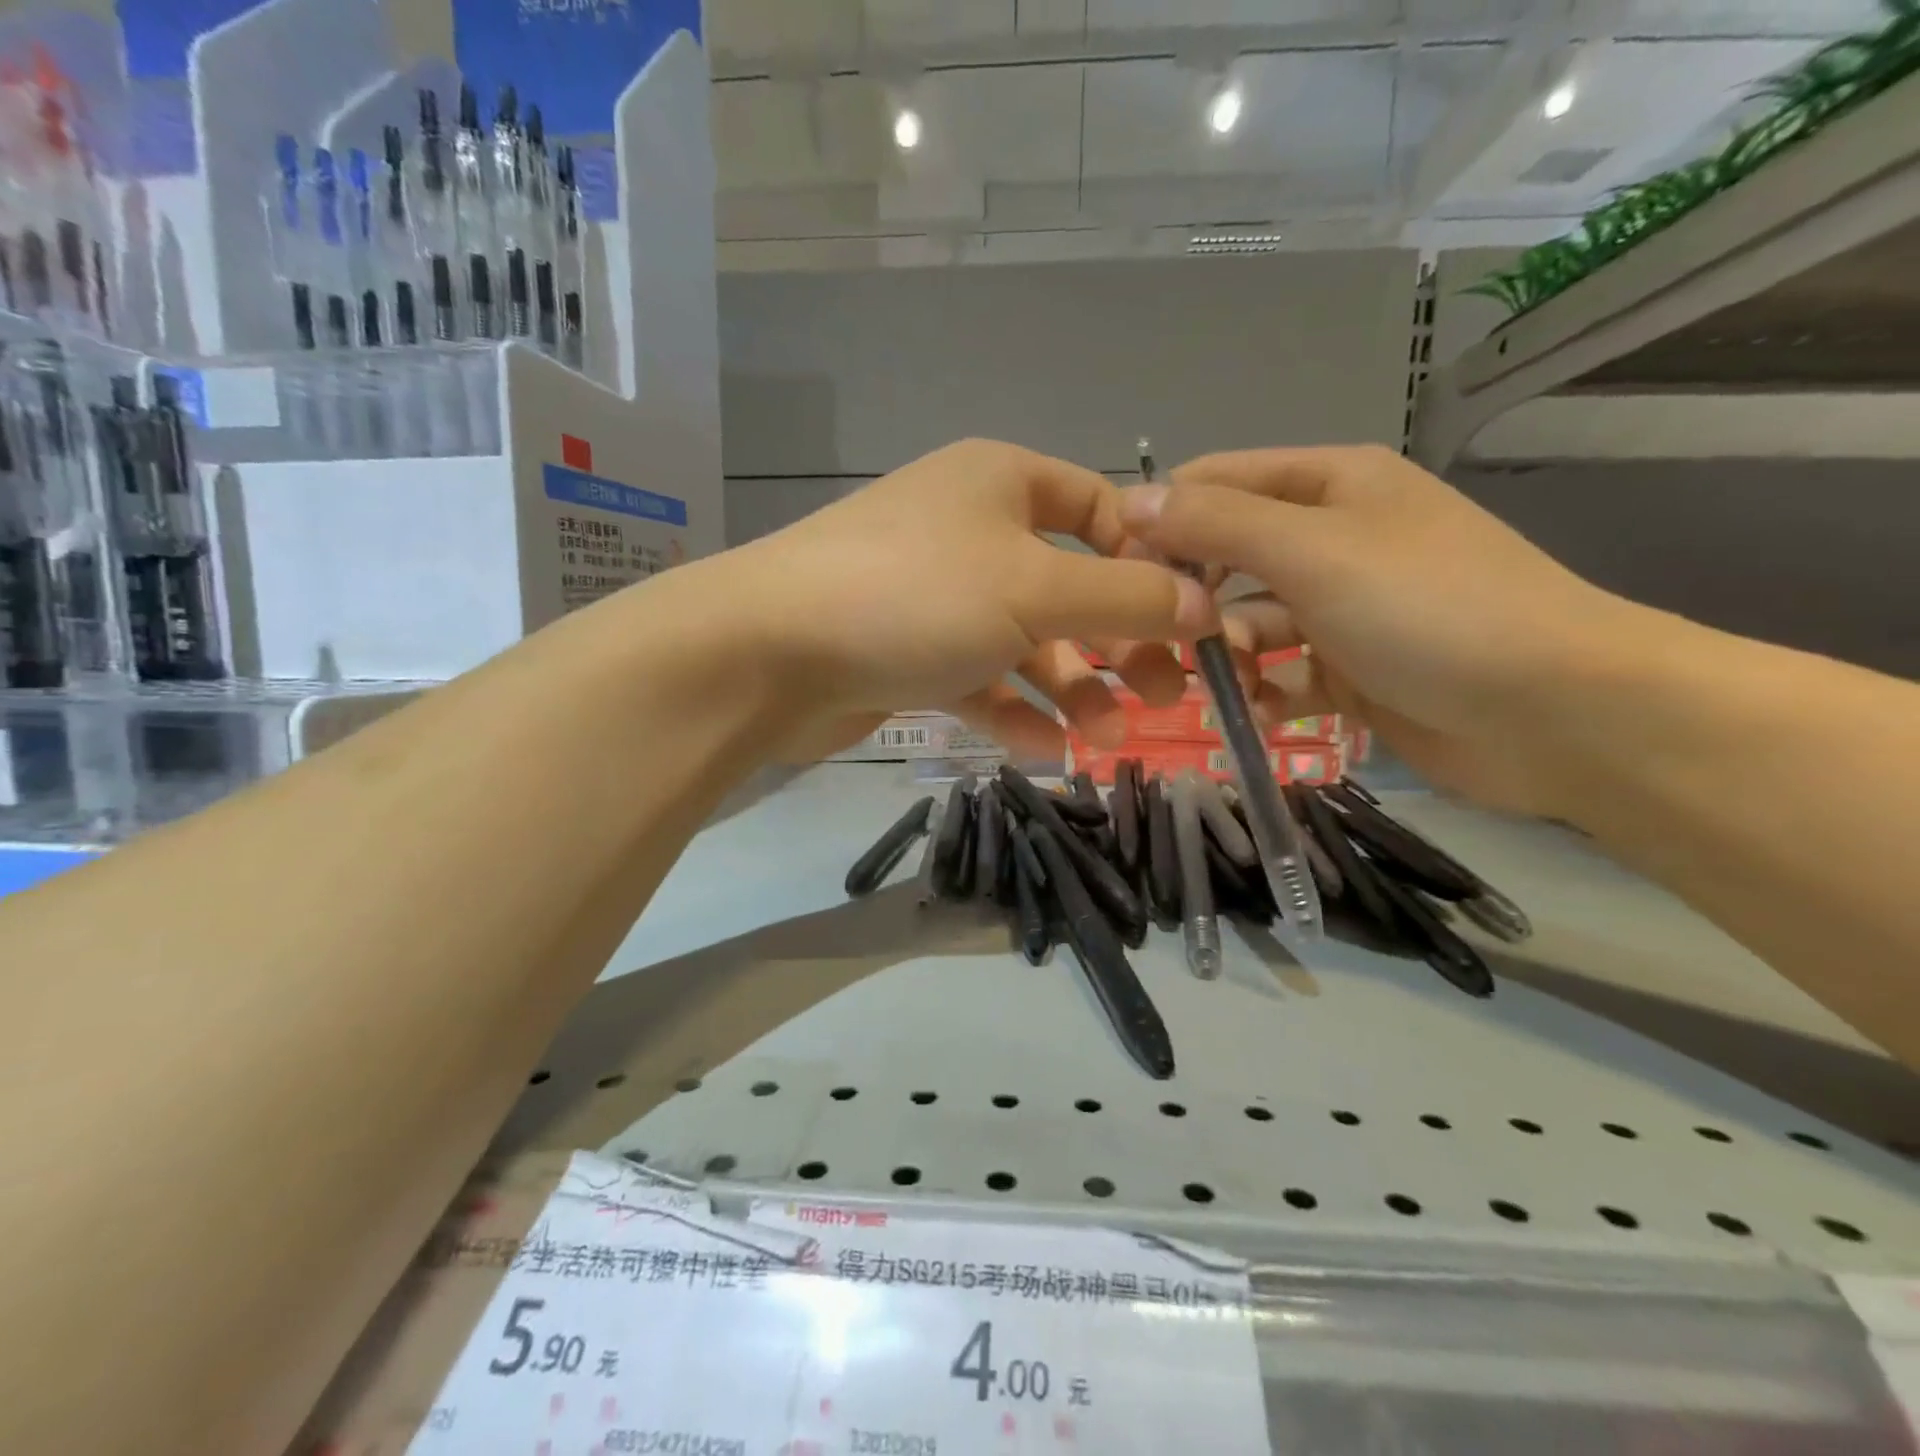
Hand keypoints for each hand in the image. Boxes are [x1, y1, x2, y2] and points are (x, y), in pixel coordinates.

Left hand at [726, 439, 1217, 757]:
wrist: (768, 653)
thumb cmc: (915, 596)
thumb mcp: (1035, 589)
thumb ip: (1126, 598)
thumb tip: (1205, 606)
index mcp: (1001, 483)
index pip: (1101, 510)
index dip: (1151, 562)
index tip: (1192, 620)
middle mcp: (970, 530)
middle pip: (1067, 584)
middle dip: (1116, 641)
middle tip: (1161, 696)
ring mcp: (935, 594)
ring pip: (1023, 640)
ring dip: (1068, 687)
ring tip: (1104, 738)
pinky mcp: (907, 651)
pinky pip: (977, 678)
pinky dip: (1011, 710)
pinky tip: (1043, 750)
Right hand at [1119, 445, 1647, 815]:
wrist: (1557, 713)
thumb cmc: (1429, 610)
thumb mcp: (1313, 552)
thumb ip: (1217, 524)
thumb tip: (1131, 501)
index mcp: (1329, 486)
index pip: (1215, 483)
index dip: (1162, 522)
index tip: (1123, 577)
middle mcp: (1333, 538)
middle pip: (1227, 559)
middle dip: (1192, 602)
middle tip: (1164, 647)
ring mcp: (1343, 608)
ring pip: (1250, 623)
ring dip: (1226, 656)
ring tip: (1217, 690)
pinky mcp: (1353, 669)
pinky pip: (1284, 674)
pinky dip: (1265, 694)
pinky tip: (1260, 716)